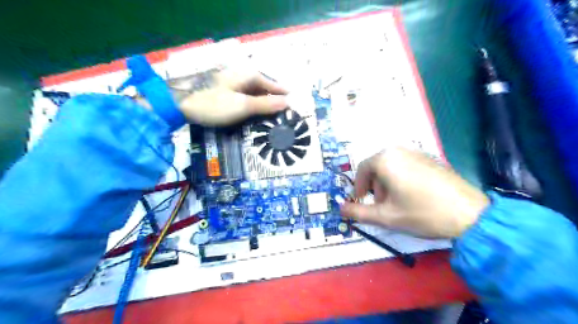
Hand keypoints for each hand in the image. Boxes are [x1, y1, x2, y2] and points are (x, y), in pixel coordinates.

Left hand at [170, 68, 288, 126]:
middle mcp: (243, 76)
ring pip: (254, 96)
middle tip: (284, 121)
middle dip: (274, 104)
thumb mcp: (242, 106)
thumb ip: (265, 104)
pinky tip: (253, 119)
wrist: (177, 102)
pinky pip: (244, 100)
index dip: (284, 98)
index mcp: (250, 75)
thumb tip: (288, 103)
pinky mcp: (225, 92)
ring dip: (262, 108)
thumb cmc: (213, 103)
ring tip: (271, 124)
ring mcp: (233, 84)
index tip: (295, 110)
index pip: (275, 86)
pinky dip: (251, 109)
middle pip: (265, 90)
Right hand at [340, 146, 488, 237]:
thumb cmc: (422, 213)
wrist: (470, 214)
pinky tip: (412, 196)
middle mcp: (400, 150)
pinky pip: (407, 165)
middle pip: (377, 166)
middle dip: (374, 186)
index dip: (359, 186)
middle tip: (379, 205)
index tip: (361, 200)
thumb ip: (358, 212)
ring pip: (392, 166)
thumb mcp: (386, 216)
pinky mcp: (431, 159)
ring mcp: (418, 152)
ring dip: (387, 183)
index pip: (362, 169)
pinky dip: (401, 178)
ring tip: (396, 202)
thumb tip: (340, 209)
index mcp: (386, 159)